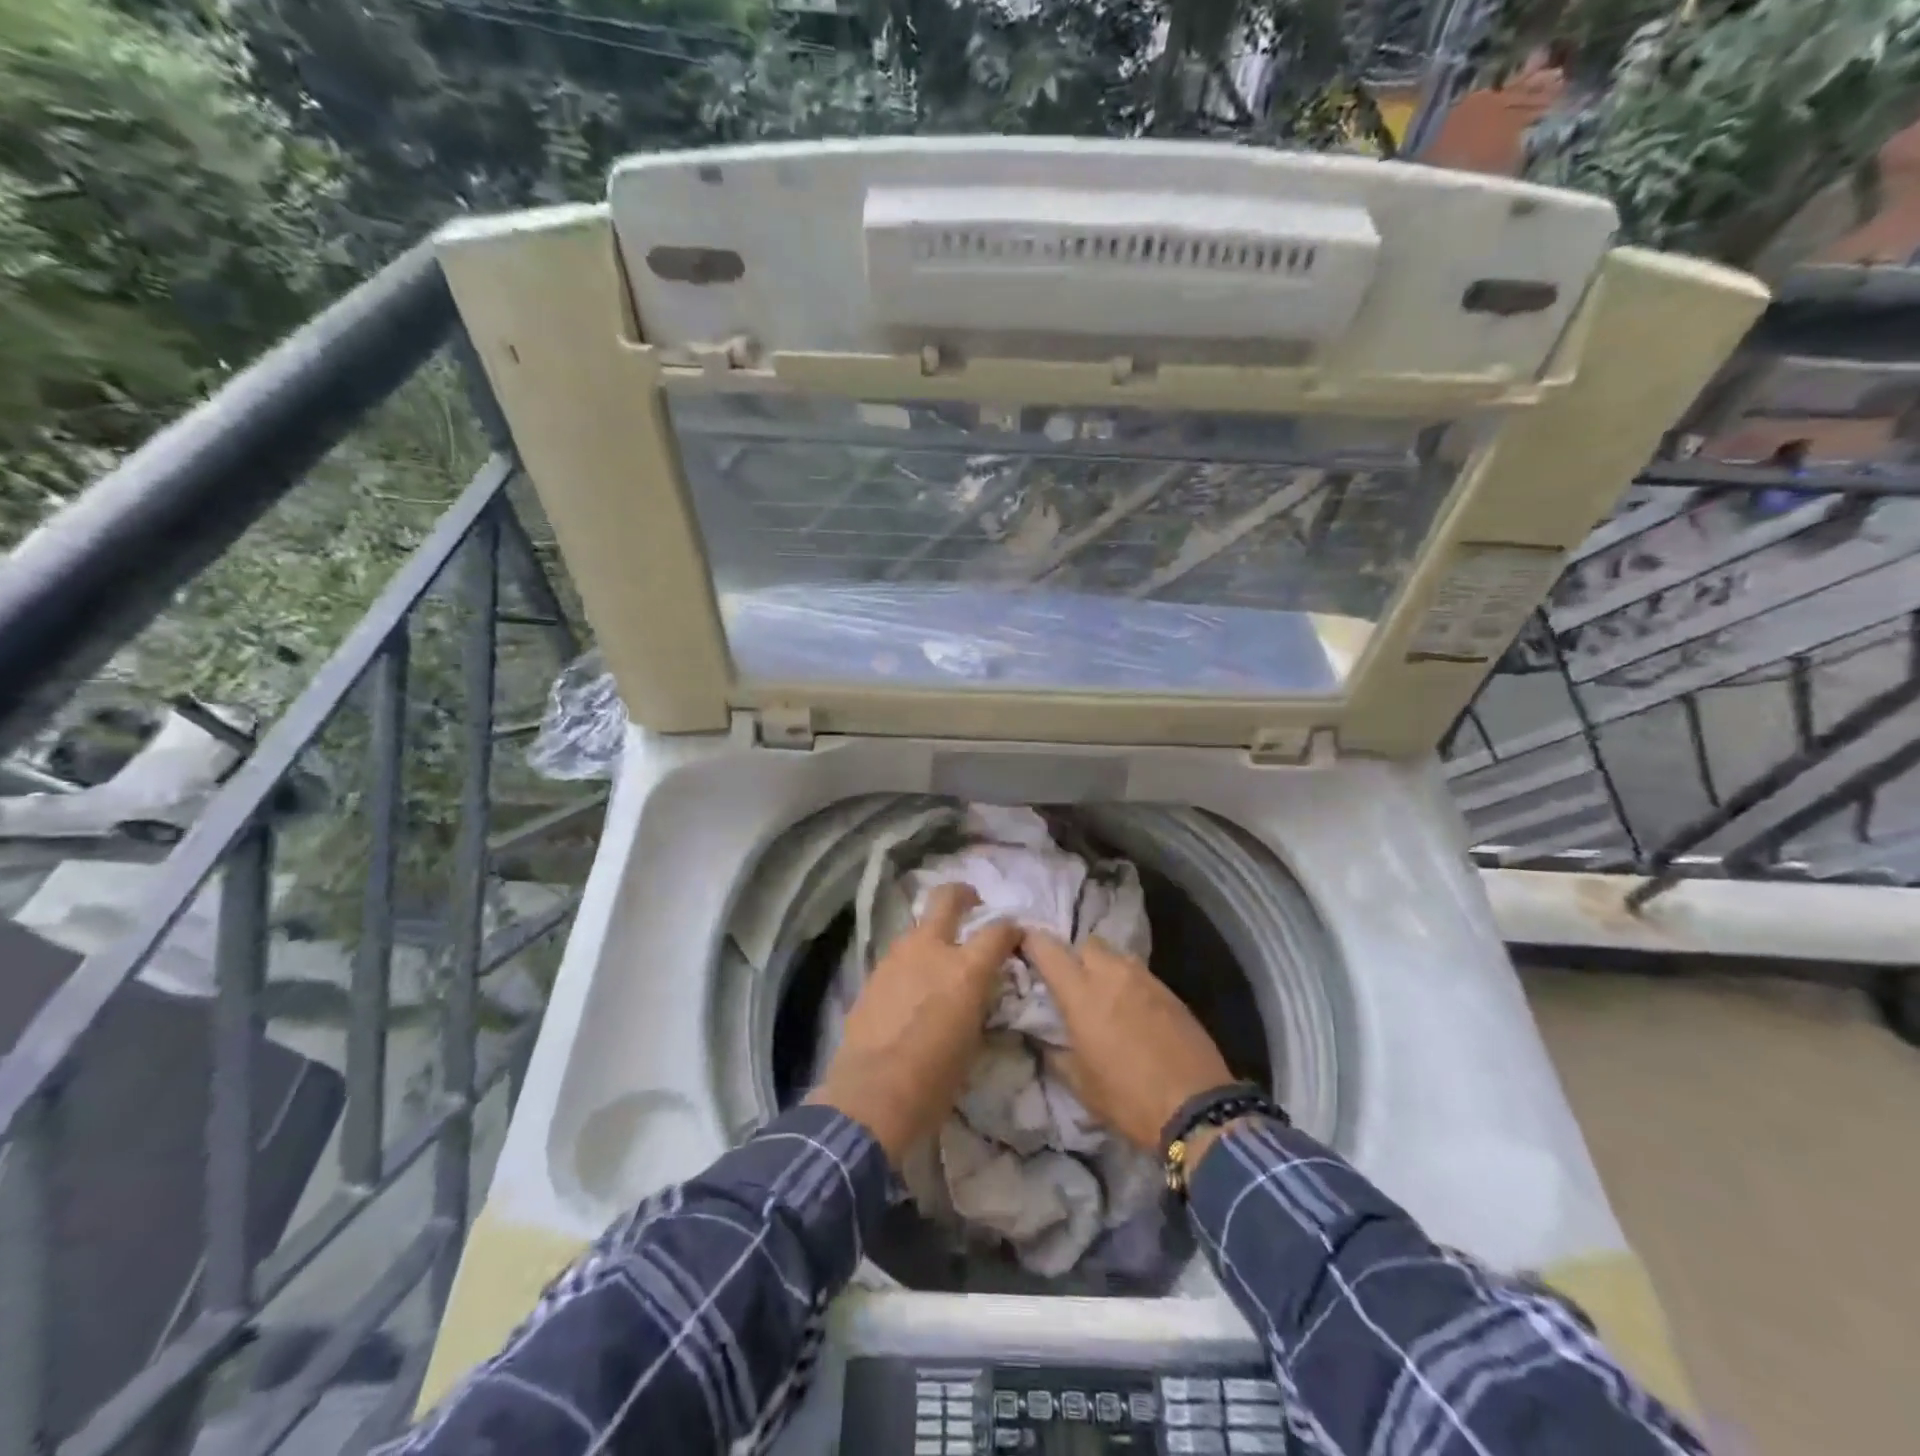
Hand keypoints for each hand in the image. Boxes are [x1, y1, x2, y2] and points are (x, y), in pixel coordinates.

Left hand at [809, 884, 1019, 1165]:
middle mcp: (931, 950)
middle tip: (972, 902)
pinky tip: (911, 985)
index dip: (1011, 930)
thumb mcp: (973, 1040)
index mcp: (966, 969)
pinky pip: (898, 956)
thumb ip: (978, 1002)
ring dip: (932, 933)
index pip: (998, 931)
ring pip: (918, 927)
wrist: (872, 1095)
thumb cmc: (935, 1079)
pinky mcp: (872, 974)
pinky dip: (910, 961)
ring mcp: (896, 958)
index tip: (1015, 936)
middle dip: (962, 894)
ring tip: (938, 957)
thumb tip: (979, 992)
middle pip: (946, 899)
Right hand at [1021, 931, 1234, 1154]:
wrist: (1197, 1108)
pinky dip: (1129, 984)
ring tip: (1104, 996)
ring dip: (1104, 968)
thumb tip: (1043, 1039)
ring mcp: (1145, 979)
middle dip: (1074, 955)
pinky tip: (1132, 1010)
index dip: (1032, 942)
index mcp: (1081, 993)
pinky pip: (1140, 974)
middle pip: (1087, 943)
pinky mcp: (1170, 991)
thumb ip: (1056, 1053)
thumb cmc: (1128, 1099)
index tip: (1024, 948)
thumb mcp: (1080, 1084)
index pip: (1048, 949)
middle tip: (1071, 982)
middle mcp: (1111, 974)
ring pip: (1116, 956)